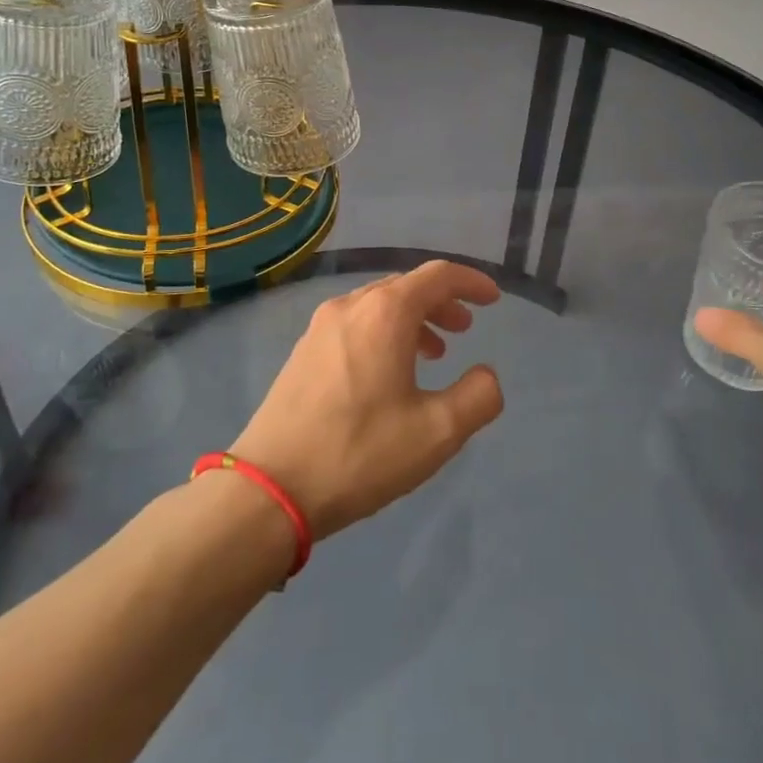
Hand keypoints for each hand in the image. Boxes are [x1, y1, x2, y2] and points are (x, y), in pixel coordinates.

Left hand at [229, 261, 503, 539]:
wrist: (270, 487)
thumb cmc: (361, 452)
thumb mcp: (437, 432)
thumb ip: (478, 397)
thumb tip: (486, 375)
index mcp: (386, 312)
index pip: (438, 275)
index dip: (470, 282)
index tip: (492, 299)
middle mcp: (351, 306)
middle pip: (406, 286)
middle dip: (442, 302)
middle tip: (465, 329)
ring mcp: (321, 327)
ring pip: (378, 305)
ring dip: (413, 320)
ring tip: (433, 353)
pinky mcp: (303, 352)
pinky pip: (355, 324)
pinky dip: (384, 333)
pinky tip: (388, 372)